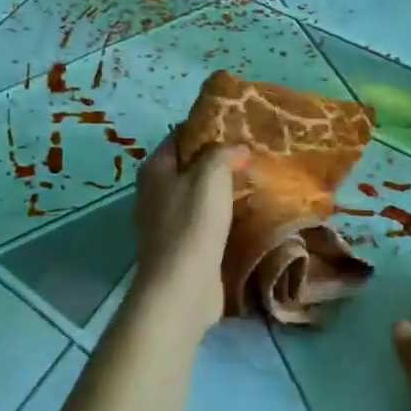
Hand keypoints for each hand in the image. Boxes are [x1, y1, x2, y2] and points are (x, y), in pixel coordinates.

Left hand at [131, 137, 246, 331]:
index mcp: (155, 169)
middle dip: (218, 158)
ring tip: (256, 179)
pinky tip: (246, 212)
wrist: (182, 286)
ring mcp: (166, 221)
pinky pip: (204, 220)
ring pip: (198, 194)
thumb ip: (223, 153)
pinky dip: (222, 214)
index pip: (179, 135)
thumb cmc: (192, 224)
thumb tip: (237, 148)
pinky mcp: (181, 246)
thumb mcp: (210, 176)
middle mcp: (155, 192)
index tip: (238, 125)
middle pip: (189, 165)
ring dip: (223, 188)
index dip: (207, 127)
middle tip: (253, 152)